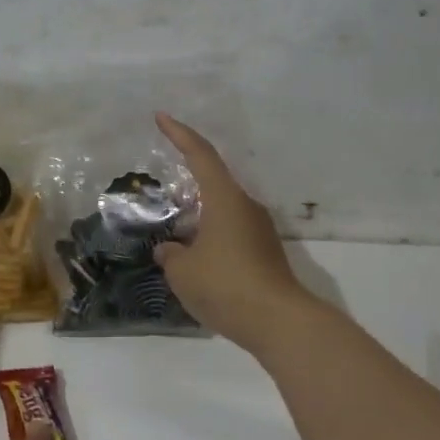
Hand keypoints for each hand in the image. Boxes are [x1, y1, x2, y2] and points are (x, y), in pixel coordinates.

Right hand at [153, 113, 315, 350]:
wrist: (278, 322)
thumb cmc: (225, 285)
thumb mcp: (183, 271)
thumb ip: (171, 255)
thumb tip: (171, 249)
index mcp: (224, 199)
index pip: (200, 155)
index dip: (179, 134)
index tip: (161, 117)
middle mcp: (245, 207)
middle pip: (212, 184)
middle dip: (186, 187)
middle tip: (161, 196)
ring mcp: (259, 231)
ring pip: (221, 213)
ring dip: (197, 220)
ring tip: (173, 239)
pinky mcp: (265, 254)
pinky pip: (230, 236)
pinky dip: (210, 240)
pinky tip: (195, 264)